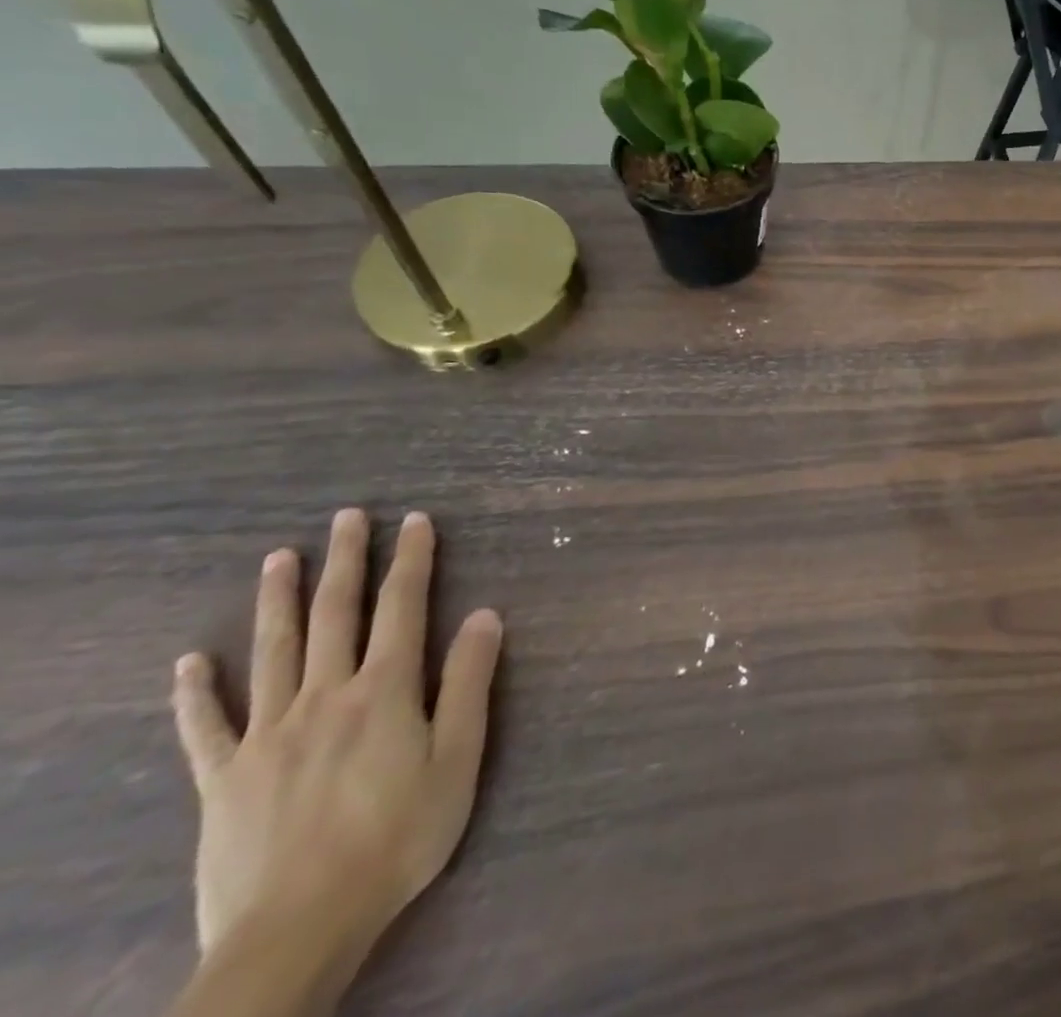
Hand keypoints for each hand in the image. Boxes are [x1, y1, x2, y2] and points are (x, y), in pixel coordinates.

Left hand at [170, 509, 502, 968]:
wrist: (299, 928)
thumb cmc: (398, 837)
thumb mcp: (458, 759)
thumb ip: (469, 683)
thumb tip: (486, 614)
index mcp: (385, 690)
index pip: (404, 607)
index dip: (412, 560)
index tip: (416, 520)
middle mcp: (326, 696)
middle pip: (336, 616)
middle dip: (346, 561)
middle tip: (348, 517)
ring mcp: (268, 735)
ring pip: (273, 652)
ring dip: (278, 600)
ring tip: (279, 557)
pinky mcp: (223, 778)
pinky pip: (206, 727)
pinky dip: (196, 692)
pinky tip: (190, 662)